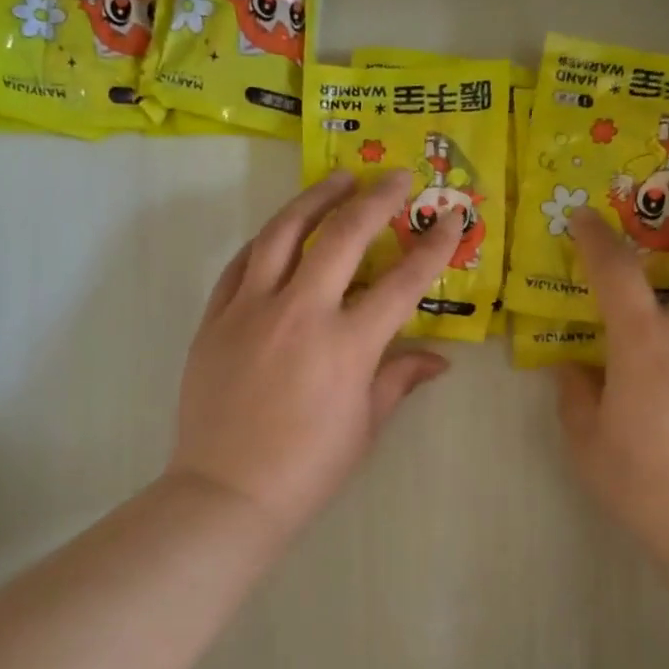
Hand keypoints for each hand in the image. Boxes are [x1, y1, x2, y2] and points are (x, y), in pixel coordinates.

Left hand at [167, 169, 462, 533]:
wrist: (227, 491)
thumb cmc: (308, 468)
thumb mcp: (365, 426)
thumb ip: (399, 379)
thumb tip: (438, 360)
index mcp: (347, 345)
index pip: (402, 281)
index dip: (434, 247)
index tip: (453, 220)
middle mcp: (300, 312)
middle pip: (343, 236)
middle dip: (377, 198)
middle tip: (398, 176)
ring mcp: (251, 310)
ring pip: (283, 233)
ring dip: (315, 198)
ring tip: (338, 178)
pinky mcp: (215, 318)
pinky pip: (241, 264)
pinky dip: (266, 240)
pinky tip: (281, 231)